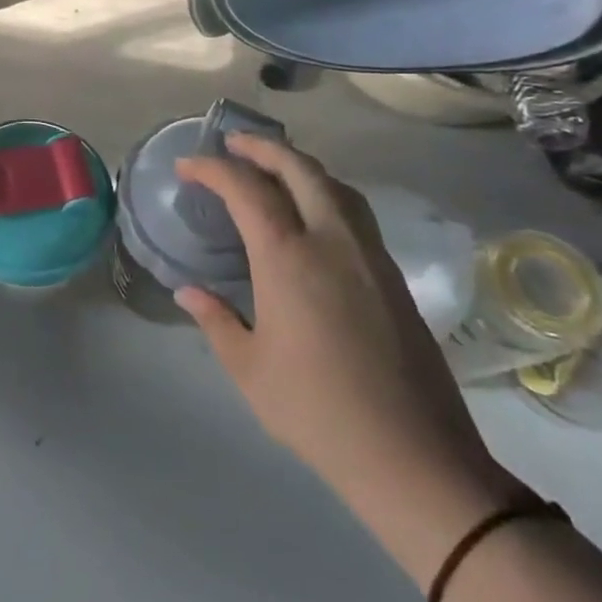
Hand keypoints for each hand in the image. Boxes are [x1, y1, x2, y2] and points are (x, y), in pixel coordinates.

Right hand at [175, 136, 522, 566]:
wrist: (414, 457)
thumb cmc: (317, 411)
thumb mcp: (248, 368)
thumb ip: (215, 320)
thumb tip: (188, 292)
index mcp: (289, 258)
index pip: (246, 189)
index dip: (212, 169)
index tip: (187, 166)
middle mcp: (332, 242)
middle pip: (300, 169)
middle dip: (262, 148)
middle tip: (231, 144)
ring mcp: (369, 256)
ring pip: (335, 185)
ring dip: (299, 165)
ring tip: (270, 168)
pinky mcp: (393, 276)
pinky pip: (354, 211)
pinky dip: (325, 191)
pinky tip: (312, 212)